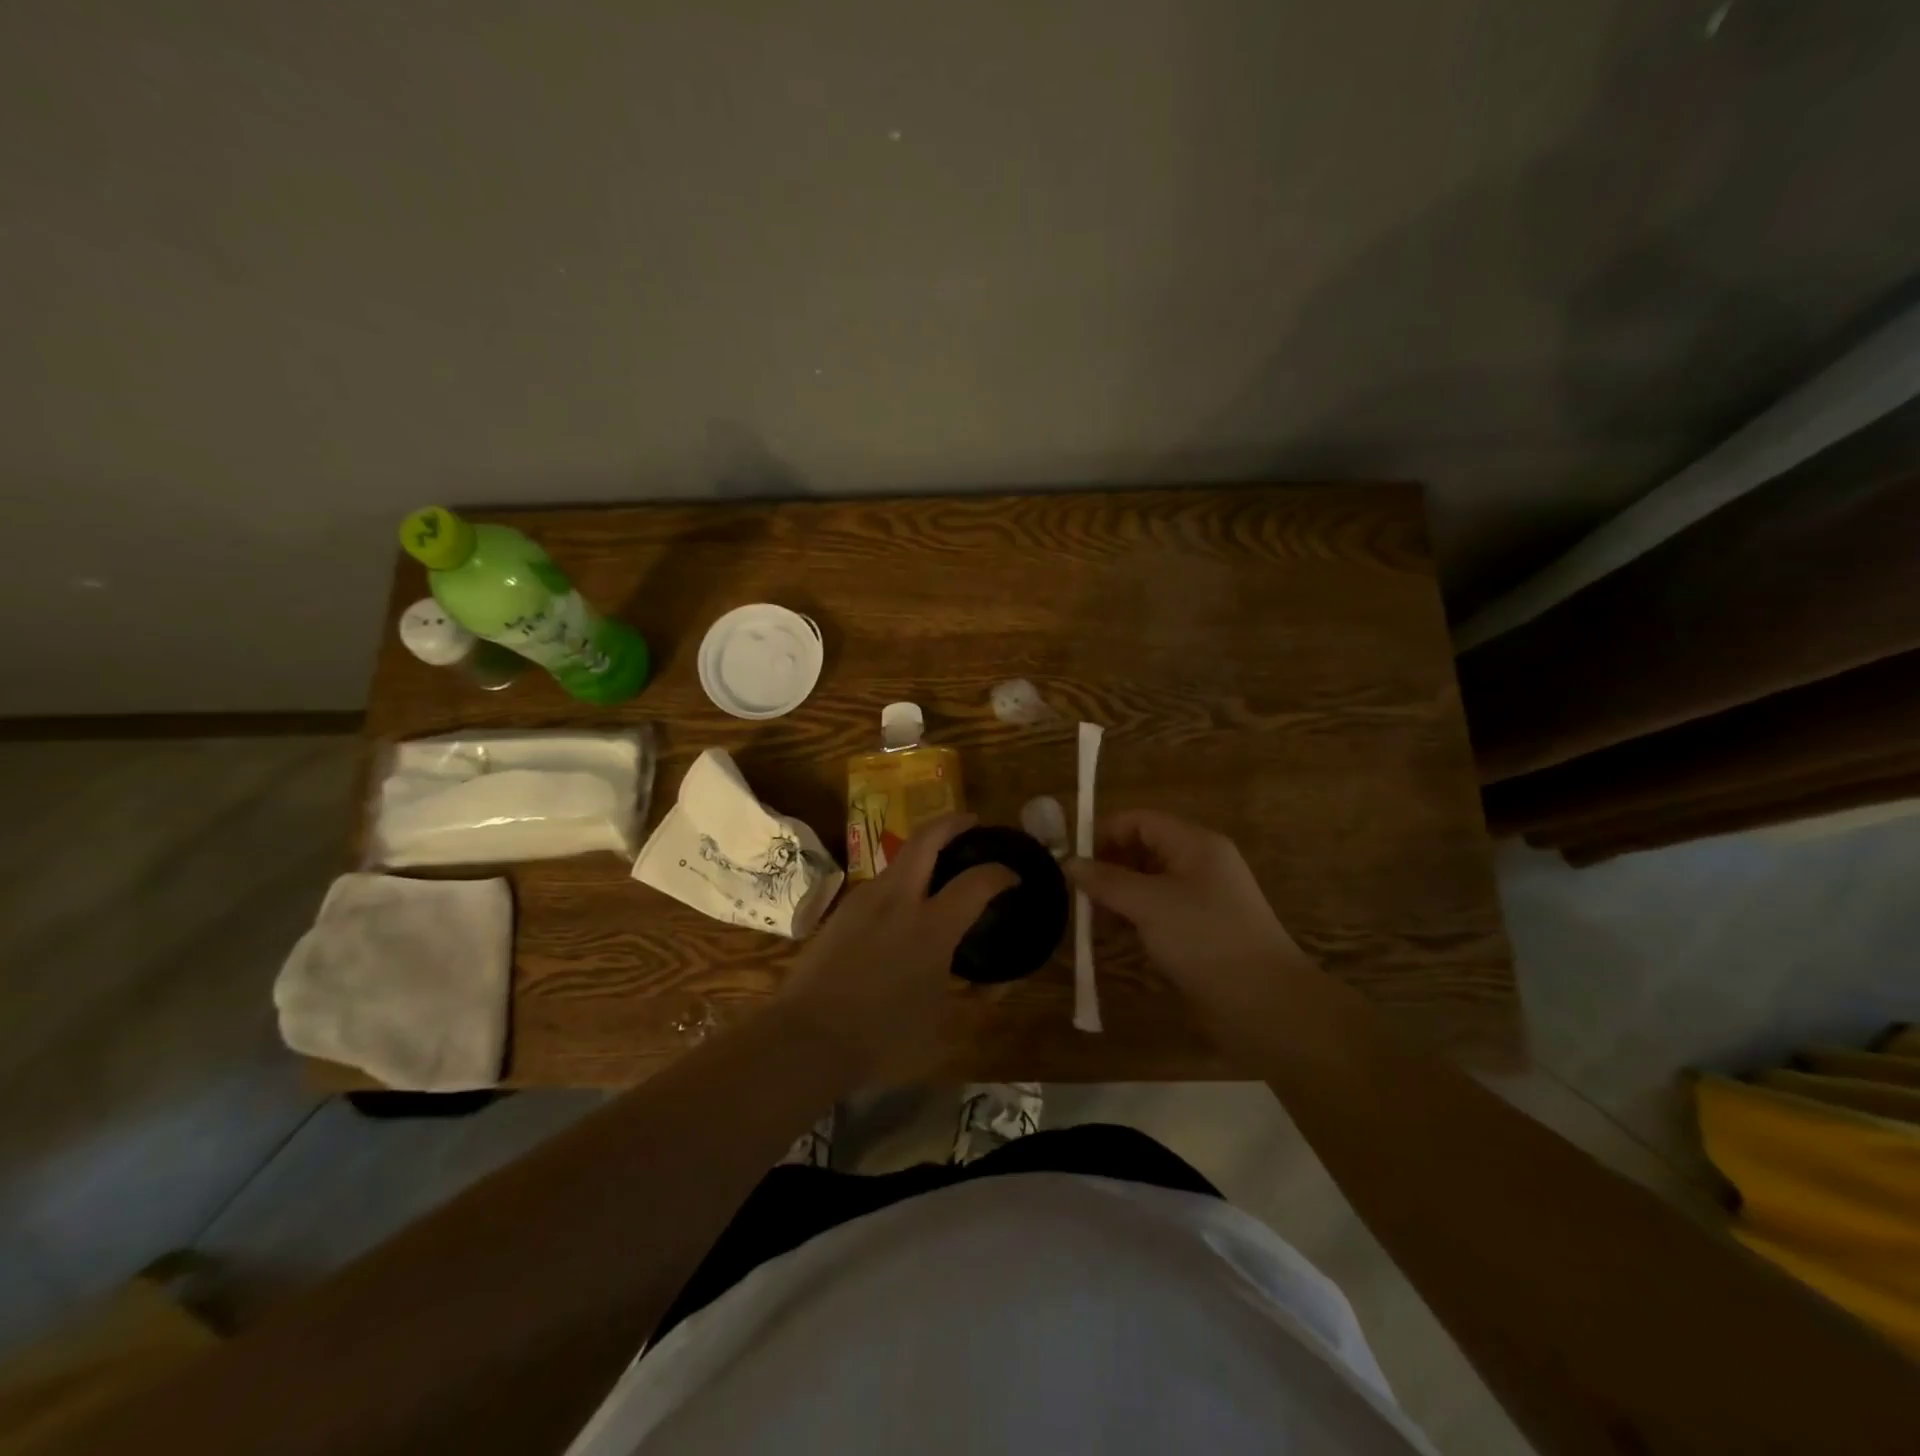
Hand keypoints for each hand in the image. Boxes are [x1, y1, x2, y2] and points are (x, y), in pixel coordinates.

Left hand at [779, 814, 1015, 1082]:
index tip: (1013, 874)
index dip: (1000, 873)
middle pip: (927, 839)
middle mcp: (898, 900)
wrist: (805, 1039)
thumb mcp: (941, 1028)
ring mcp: (864, 901)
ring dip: (923, 850)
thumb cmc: (881, 1037)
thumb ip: (972, 1000)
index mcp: (932, 927)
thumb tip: (995, 987)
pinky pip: (880, 882)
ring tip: (940, 865)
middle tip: (972, 822)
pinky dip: (902, 877)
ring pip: (899, 858)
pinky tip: (904, 902)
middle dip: (952, 822)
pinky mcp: (841, 912)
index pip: (976, 882)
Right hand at [1066, 809, 1310, 1022]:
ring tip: (1093, 922)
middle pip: (1144, 850)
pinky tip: (1118, 940)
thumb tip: (1070, 863)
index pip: (1141, 821)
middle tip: (1079, 895)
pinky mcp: (1203, 931)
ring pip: (1149, 884)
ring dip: (1119, 897)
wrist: (1265, 1004)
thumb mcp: (1149, 904)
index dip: (1105, 833)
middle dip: (1109, 868)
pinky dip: (1136, 920)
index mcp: (1195, 844)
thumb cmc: (1205, 939)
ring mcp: (1204, 899)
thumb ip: (1107, 881)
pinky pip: (1160, 912)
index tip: (1074, 861)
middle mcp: (1201, 864)